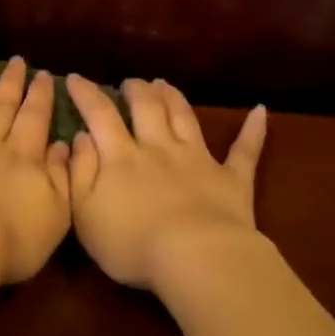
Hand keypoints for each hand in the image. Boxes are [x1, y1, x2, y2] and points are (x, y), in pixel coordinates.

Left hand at [0, 58, 72, 283]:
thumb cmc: (10, 239)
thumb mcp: (55, 215)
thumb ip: (61, 178)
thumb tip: (62, 146)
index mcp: (23, 158)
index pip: (35, 118)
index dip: (40, 96)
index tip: (45, 76)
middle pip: (2, 107)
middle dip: (11, 83)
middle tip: (17, 62)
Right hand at [64, 75, 267, 291]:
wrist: (194, 257)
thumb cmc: (131, 242)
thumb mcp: (85, 213)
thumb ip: (80, 172)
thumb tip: (79, 137)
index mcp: (121, 157)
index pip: (100, 116)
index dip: (86, 94)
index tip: (74, 78)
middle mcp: (159, 148)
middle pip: (146, 108)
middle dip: (136, 90)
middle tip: (130, 82)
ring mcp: (198, 159)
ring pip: (184, 118)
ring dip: (174, 98)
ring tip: (164, 84)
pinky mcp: (231, 179)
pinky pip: (245, 151)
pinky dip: (253, 130)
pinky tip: (260, 112)